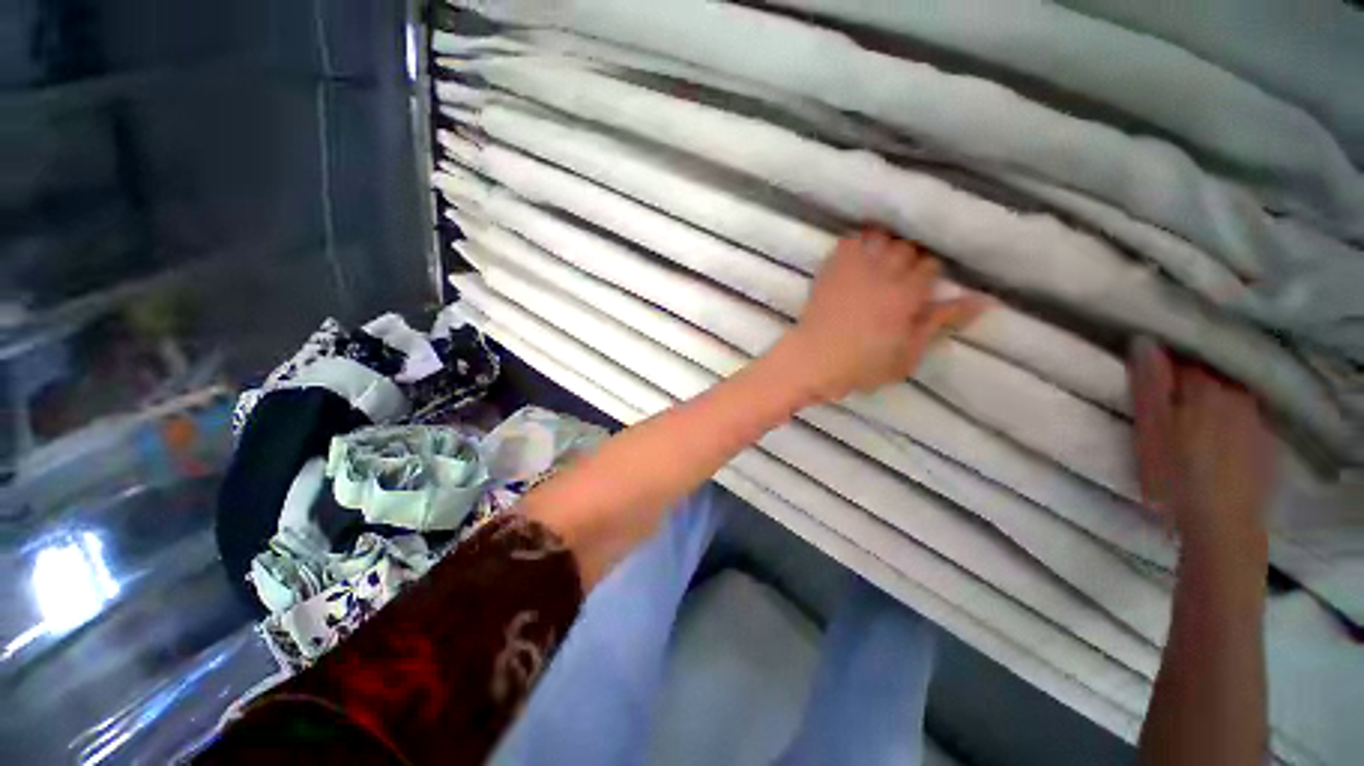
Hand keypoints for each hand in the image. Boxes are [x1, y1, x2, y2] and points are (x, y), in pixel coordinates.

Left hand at [781, 228, 986, 402]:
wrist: (812, 360)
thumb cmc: (861, 366)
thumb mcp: (908, 355)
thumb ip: (940, 323)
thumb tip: (983, 300)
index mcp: (906, 295)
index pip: (930, 266)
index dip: (929, 274)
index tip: (921, 287)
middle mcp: (884, 274)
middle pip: (908, 247)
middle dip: (909, 258)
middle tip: (901, 276)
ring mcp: (854, 268)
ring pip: (881, 237)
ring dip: (885, 245)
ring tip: (881, 262)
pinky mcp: (831, 269)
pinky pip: (848, 240)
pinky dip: (858, 242)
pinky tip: (858, 255)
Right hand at [1129, 338, 1273, 555]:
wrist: (1223, 526)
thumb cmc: (1175, 475)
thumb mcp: (1149, 430)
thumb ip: (1149, 385)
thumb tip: (1145, 341)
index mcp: (1205, 387)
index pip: (1184, 356)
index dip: (1164, 358)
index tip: (1147, 368)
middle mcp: (1238, 394)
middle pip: (1212, 374)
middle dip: (1191, 377)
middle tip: (1167, 396)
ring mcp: (1258, 419)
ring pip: (1232, 394)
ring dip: (1213, 397)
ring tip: (1193, 417)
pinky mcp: (1267, 443)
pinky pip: (1247, 417)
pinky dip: (1232, 419)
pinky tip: (1219, 439)